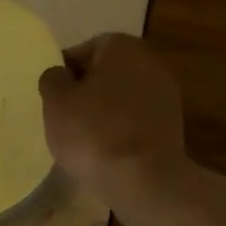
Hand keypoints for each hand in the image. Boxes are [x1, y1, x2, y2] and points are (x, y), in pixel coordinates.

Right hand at [39, 34, 186, 204]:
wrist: (143, 179)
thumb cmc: (92, 132)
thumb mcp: (55, 102)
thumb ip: (53, 79)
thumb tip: (61, 75)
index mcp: (121, 46)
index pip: (83, 51)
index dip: (64, 74)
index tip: (52, 99)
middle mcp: (149, 62)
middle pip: (106, 73)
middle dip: (86, 92)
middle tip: (65, 118)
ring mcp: (166, 95)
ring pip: (122, 98)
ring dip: (104, 113)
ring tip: (83, 140)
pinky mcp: (172, 126)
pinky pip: (135, 121)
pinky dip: (120, 131)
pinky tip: (106, 152)